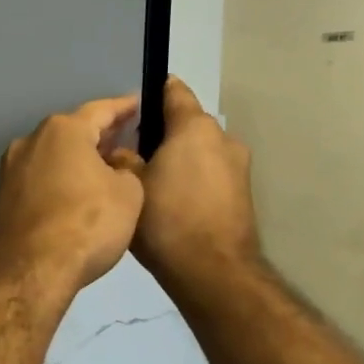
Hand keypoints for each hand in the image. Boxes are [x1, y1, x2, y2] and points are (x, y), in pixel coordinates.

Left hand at [0, 96, 144, 298]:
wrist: (28, 271)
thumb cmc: (86, 225)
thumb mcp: (128, 194)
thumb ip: (128, 169)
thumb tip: (116, 165)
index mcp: (63, 130)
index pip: (101, 110)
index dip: (125, 108)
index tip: (141, 105)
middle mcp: (30, 141)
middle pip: (72, 132)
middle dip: (100, 136)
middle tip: (127, 141)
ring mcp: (11, 171)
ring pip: (53, 157)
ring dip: (77, 161)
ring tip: (105, 172)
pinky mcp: (3, 199)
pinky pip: (40, 181)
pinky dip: (60, 182)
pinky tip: (76, 197)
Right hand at [110, 78, 259, 302]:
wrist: (212, 271)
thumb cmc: (166, 220)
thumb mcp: (129, 186)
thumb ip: (122, 159)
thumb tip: (121, 150)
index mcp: (194, 128)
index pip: (174, 92)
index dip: (153, 92)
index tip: (132, 104)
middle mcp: (222, 139)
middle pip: (187, 126)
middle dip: (162, 134)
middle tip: (131, 152)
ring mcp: (238, 167)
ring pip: (200, 152)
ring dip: (178, 159)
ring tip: (150, 181)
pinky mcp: (242, 194)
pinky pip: (210, 176)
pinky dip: (192, 181)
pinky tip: (171, 202)